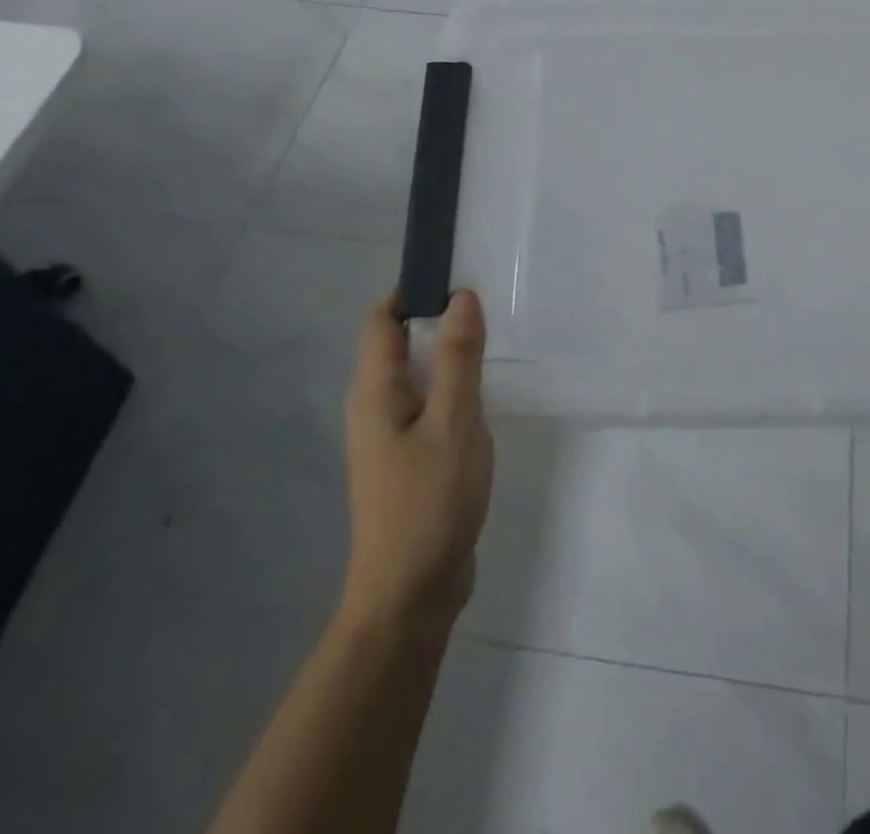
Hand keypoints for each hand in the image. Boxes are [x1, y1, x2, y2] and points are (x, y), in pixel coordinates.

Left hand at [338, 288, 493, 641]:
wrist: (412, 593)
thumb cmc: (429, 501)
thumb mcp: (453, 420)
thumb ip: (457, 357)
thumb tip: (460, 297)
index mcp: (373, 392)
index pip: (381, 320)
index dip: (413, 291)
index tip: (458, 275)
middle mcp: (374, 407)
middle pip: (398, 343)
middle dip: (439, 318)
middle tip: (489, 305)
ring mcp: (391, 436)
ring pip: (418, 375)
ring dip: (450, 355)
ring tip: (495, 341)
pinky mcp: (410, 458)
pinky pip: (430, 404)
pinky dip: (454, 388)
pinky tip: (487, 394)